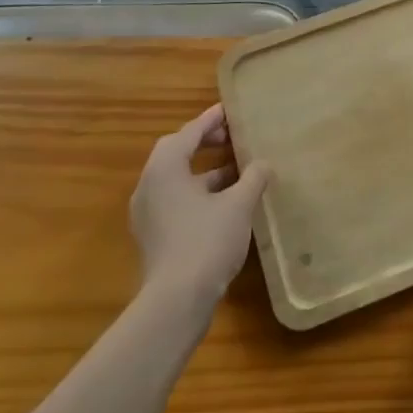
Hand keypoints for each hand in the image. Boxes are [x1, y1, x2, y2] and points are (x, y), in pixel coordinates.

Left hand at [129, 104, 271, 310]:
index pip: (189, 132)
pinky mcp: (154, 235)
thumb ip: (253, 177)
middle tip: (232, 138)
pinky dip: (198, 193)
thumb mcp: (238, 204)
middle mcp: (150, 185)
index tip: (231, 110)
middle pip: (177, 152)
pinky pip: (176, 200)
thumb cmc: (206, 241)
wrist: (176, 302)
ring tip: (237, 170)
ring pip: (177, 179)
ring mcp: (148, 213)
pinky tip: (226, 202)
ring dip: (205, 171)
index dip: (212, 120)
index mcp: (165, 168)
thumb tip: (264, 163)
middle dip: (205, 142)